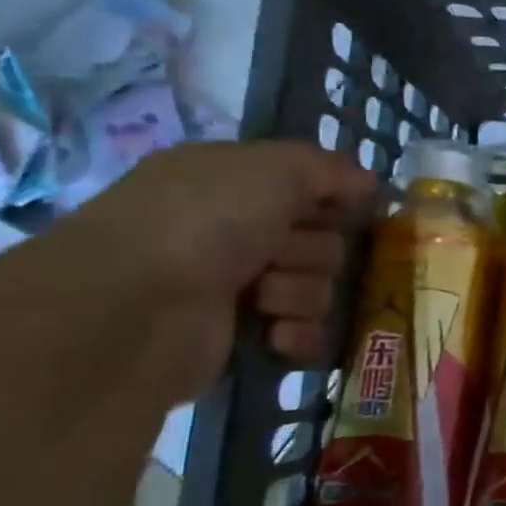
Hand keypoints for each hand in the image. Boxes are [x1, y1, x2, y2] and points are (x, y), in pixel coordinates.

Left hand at [52, 141, 379, 404]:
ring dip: (299, 292)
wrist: (135, 308)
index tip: (340, 209)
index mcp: (235, 184)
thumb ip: (330, 169)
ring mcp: (236, 286)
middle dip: (312, 252)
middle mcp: (234, 231)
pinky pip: (303, 332)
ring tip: (261, 298)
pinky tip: (276, 334)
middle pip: (322, 241)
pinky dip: (298, 333)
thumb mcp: (275, 169)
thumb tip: (370, 182)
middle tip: (277, 255)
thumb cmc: (205, 221)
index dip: (331, 200)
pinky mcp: (240, 336)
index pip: (311, 188)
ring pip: (317, 288)